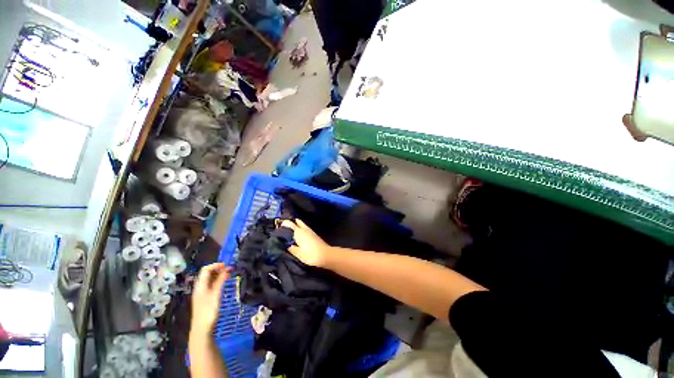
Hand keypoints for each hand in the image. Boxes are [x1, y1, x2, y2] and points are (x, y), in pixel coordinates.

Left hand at [190, 263, 230, 336]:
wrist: (202, 329)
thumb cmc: (208, 311)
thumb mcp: (215, 294)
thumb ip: (220, 281)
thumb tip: (226, 269)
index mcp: (200, 285)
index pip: (206, 270)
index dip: (216, 265)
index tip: (226, 265)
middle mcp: (200, 287)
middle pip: (207, 273)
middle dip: (218, 269)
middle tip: (229, 270)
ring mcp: (202, 293)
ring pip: (209, 279)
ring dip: (218, 275)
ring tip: (229, 275)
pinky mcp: (205, 298)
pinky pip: (211, 285)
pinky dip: (218, 281)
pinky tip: (224, 283)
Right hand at [281, 219, 330, 267]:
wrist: (325, 255)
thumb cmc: (310, 254)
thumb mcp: (297, 253)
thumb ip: (290, 247)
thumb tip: (284, 243)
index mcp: (298, 231)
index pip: (288, 223)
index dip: (282, 224)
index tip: (277, 229)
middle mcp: (304, 228)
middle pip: (295, 221)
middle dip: (289, 223)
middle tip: (283, 230)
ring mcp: (309, 230)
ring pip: (300, 224)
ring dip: (295, 226)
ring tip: (289, 234)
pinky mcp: (313, 233)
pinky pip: (304, 228)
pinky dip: (299, 229)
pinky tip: (297, 236)